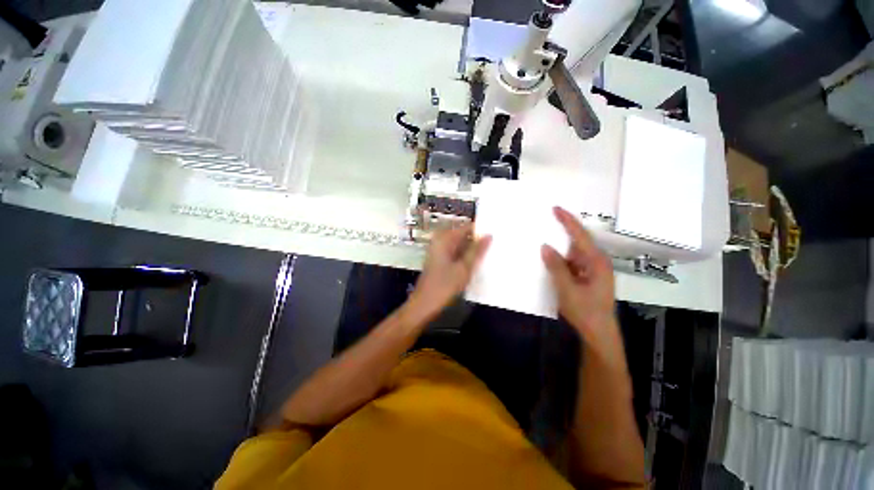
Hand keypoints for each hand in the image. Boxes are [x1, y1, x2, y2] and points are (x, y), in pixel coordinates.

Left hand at [406, 224, 491, 326]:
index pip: (466, 227)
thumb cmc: (444, 286)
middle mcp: (440, 241)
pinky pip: (456, 253)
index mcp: (444, 239)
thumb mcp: (464, 268)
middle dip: (478, 241)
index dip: (481, 230)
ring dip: (473, 250)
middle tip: (496, 245)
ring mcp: (439, 251)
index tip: (496, 234)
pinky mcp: (440, 260)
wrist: (424, 304)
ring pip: (460, 245)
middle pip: (463, 235)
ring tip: (490, 254)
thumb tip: (489, 235)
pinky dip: (466, 256)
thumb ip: (477, 251)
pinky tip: (477, 263)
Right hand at [541, 207, 625, 369]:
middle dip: (564, 227)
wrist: (598, 332)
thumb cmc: (585, 311)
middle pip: (579, 239)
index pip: (580, 236)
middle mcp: (596, 261)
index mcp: (596, 262)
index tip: (555, 208)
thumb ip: (557, 267)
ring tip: (546, 232)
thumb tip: (545, 246)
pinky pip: (572, 260)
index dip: (568, 221)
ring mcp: (592, 269)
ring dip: (561, 242)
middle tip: (548, 216)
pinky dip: (561, 256)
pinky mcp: (586, 275)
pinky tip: (549, 255)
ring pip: (574, 250)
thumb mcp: (567, 289)